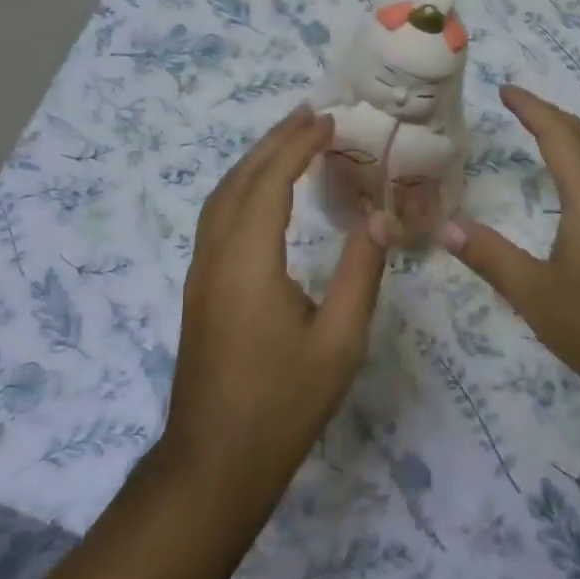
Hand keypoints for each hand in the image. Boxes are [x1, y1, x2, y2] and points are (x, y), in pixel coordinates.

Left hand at [164, 105, 389, 510]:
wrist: (214, 463)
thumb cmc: (282, 405)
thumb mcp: (338, 343)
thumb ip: (360, 274)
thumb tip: (380, 218)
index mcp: (249, 262)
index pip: (270, 183)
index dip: (297, 146)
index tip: (327, 120)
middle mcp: (216, 256)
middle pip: (239, 180)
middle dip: (273, 141)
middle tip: (309, 115)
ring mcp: (201, 273)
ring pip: (221, 197)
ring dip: (253, 162)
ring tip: (288, 140)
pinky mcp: (199, 289)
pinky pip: (216, 218)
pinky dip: (241, 188)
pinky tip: (262, 194)